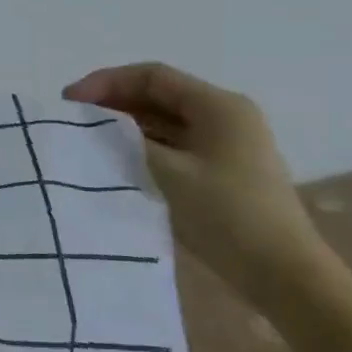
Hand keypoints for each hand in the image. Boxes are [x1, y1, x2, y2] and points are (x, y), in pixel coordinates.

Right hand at [63, 62, 331, 308]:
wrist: (283, 276)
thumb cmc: (227, 215)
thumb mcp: (166, 172)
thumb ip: (124, 141)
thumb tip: (87, 126)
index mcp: (219, 106)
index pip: (152, 76)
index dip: (105, 82)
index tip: (68, 102)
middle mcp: (225, 117)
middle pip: (157, 95)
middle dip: (111, 103)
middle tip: (71, 121)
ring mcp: (225, 145)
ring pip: (163, 121)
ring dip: (123, 126)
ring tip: (84, 140)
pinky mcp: (220, 171)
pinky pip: (172, 145)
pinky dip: (140, 146)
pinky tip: (113, 160)